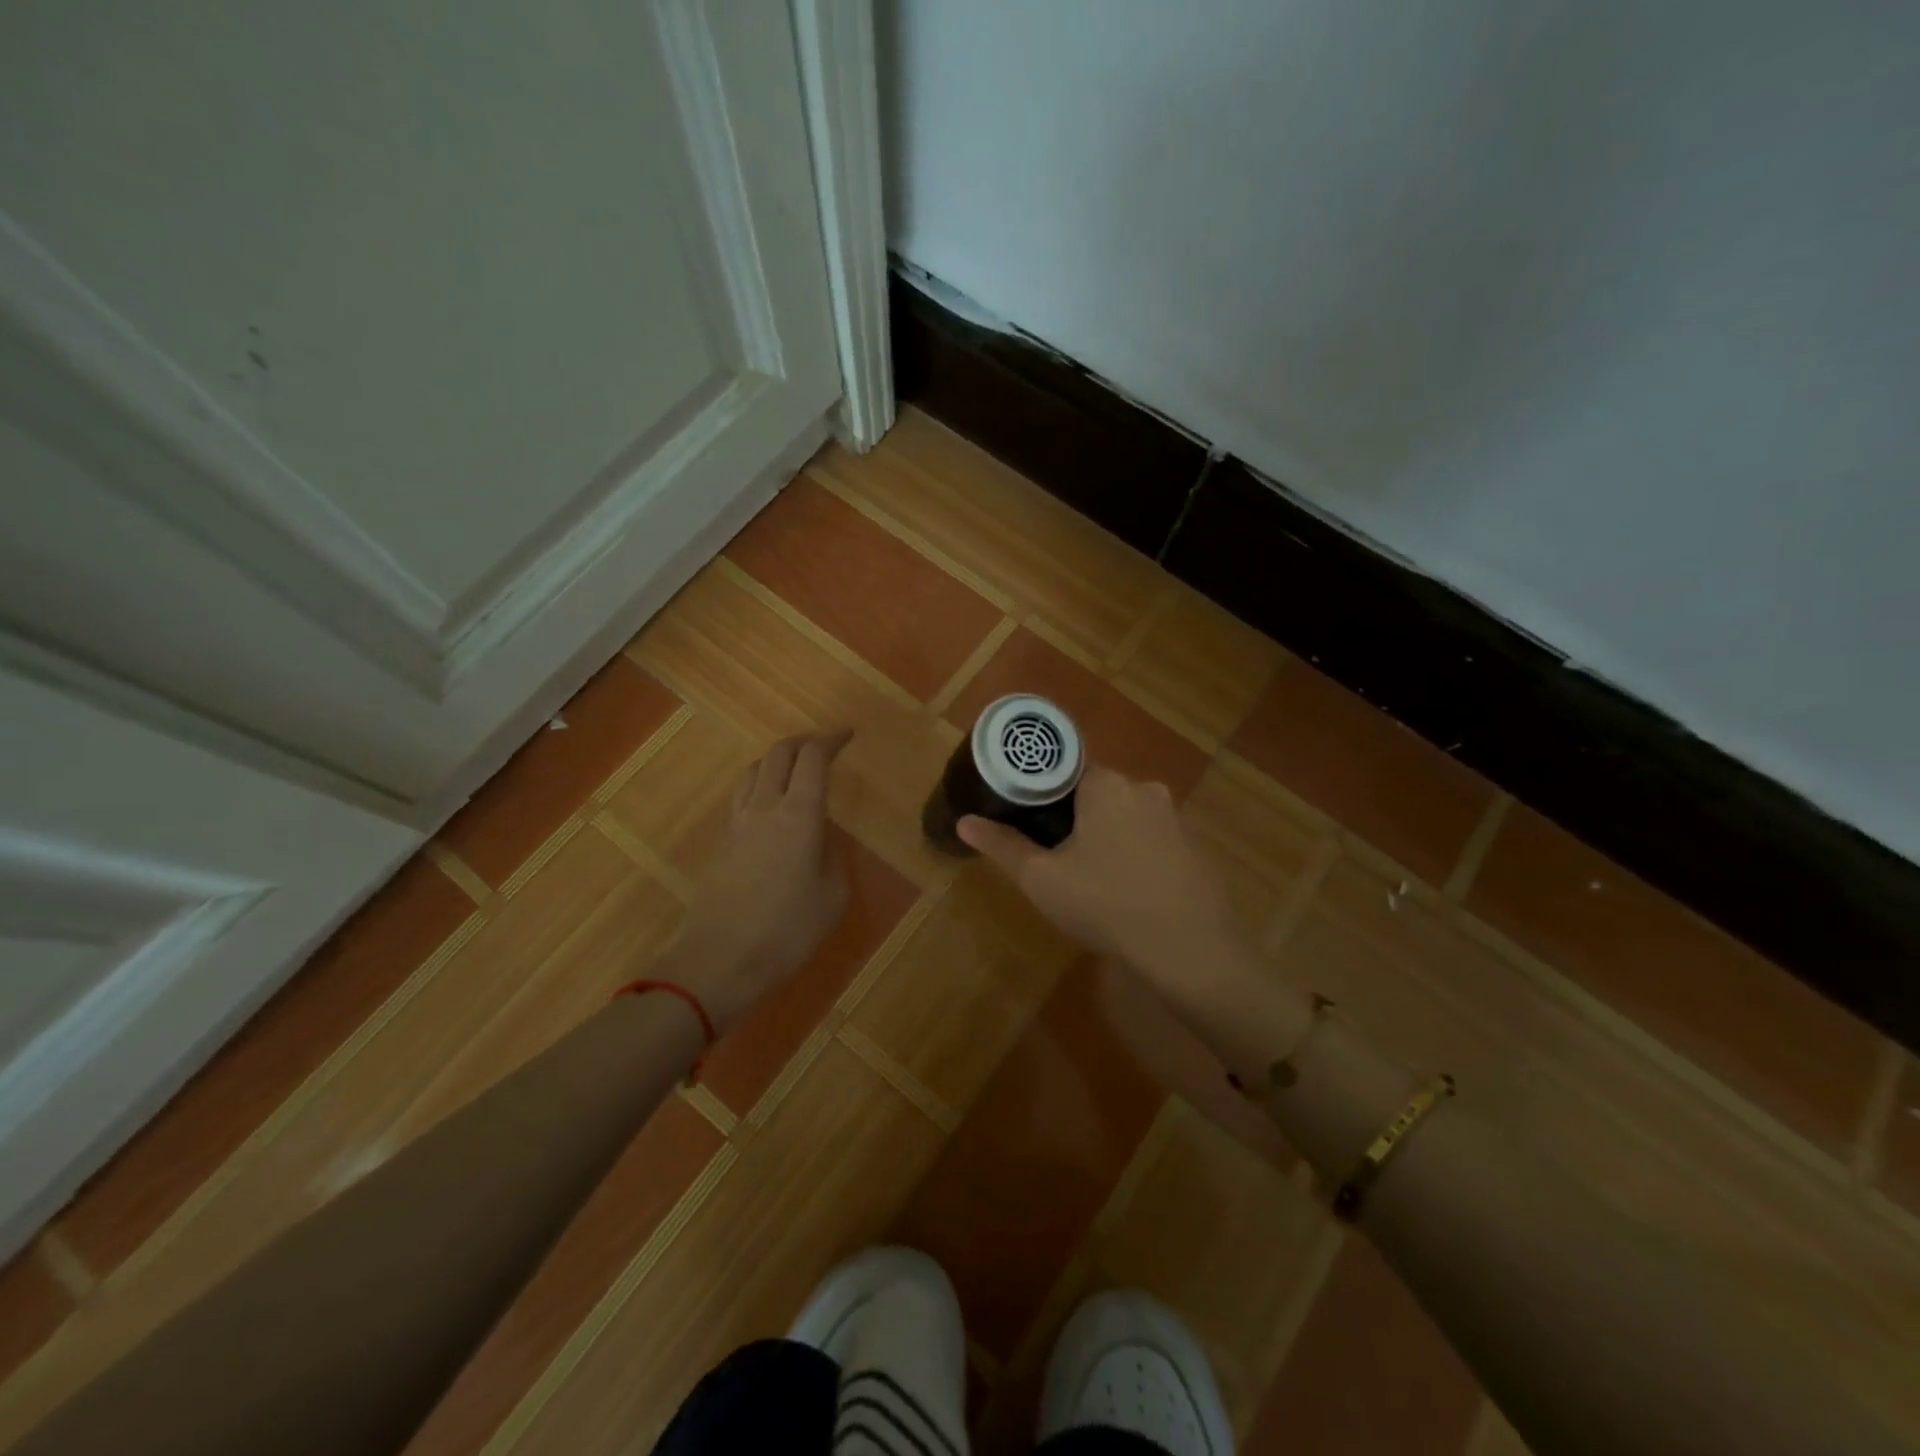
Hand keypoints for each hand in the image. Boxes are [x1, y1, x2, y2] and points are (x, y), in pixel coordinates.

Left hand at [666, 730, 851, 1031]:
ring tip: (794, 770)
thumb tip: (820, 838)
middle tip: (823, 747)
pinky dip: (760, 785)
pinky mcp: (720, 842)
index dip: (831, 740)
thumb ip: (831, 856)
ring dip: (776, 760)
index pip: (813, 758)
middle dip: (803, 742)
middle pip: (779, 753)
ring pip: (753, 770)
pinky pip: (741, 797)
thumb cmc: (788, 932)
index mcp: (799, 815)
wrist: (720, 962)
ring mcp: (736, 823)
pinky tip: (770, 806)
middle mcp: (765, 807)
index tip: (847, 736)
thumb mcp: (833, 896)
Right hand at [959, 763, 1305, 1081]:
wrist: (1190, 951)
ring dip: (1107, 834)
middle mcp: (1145, 788)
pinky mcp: (1195, 846)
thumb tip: (965, 822)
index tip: (1027, 815)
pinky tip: (1127, 888)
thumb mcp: (1043, 879)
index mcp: (1107, 785)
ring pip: (1126, 814)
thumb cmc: (1107, 905)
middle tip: (1052, 851)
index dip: (1042, 790)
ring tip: (1089, 874)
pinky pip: (1152, 837)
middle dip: (1074, 815)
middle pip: (1097, 790)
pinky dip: (1135, 851)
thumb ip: (1003, 846)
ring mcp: (1176, 817)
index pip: (1066, 767)